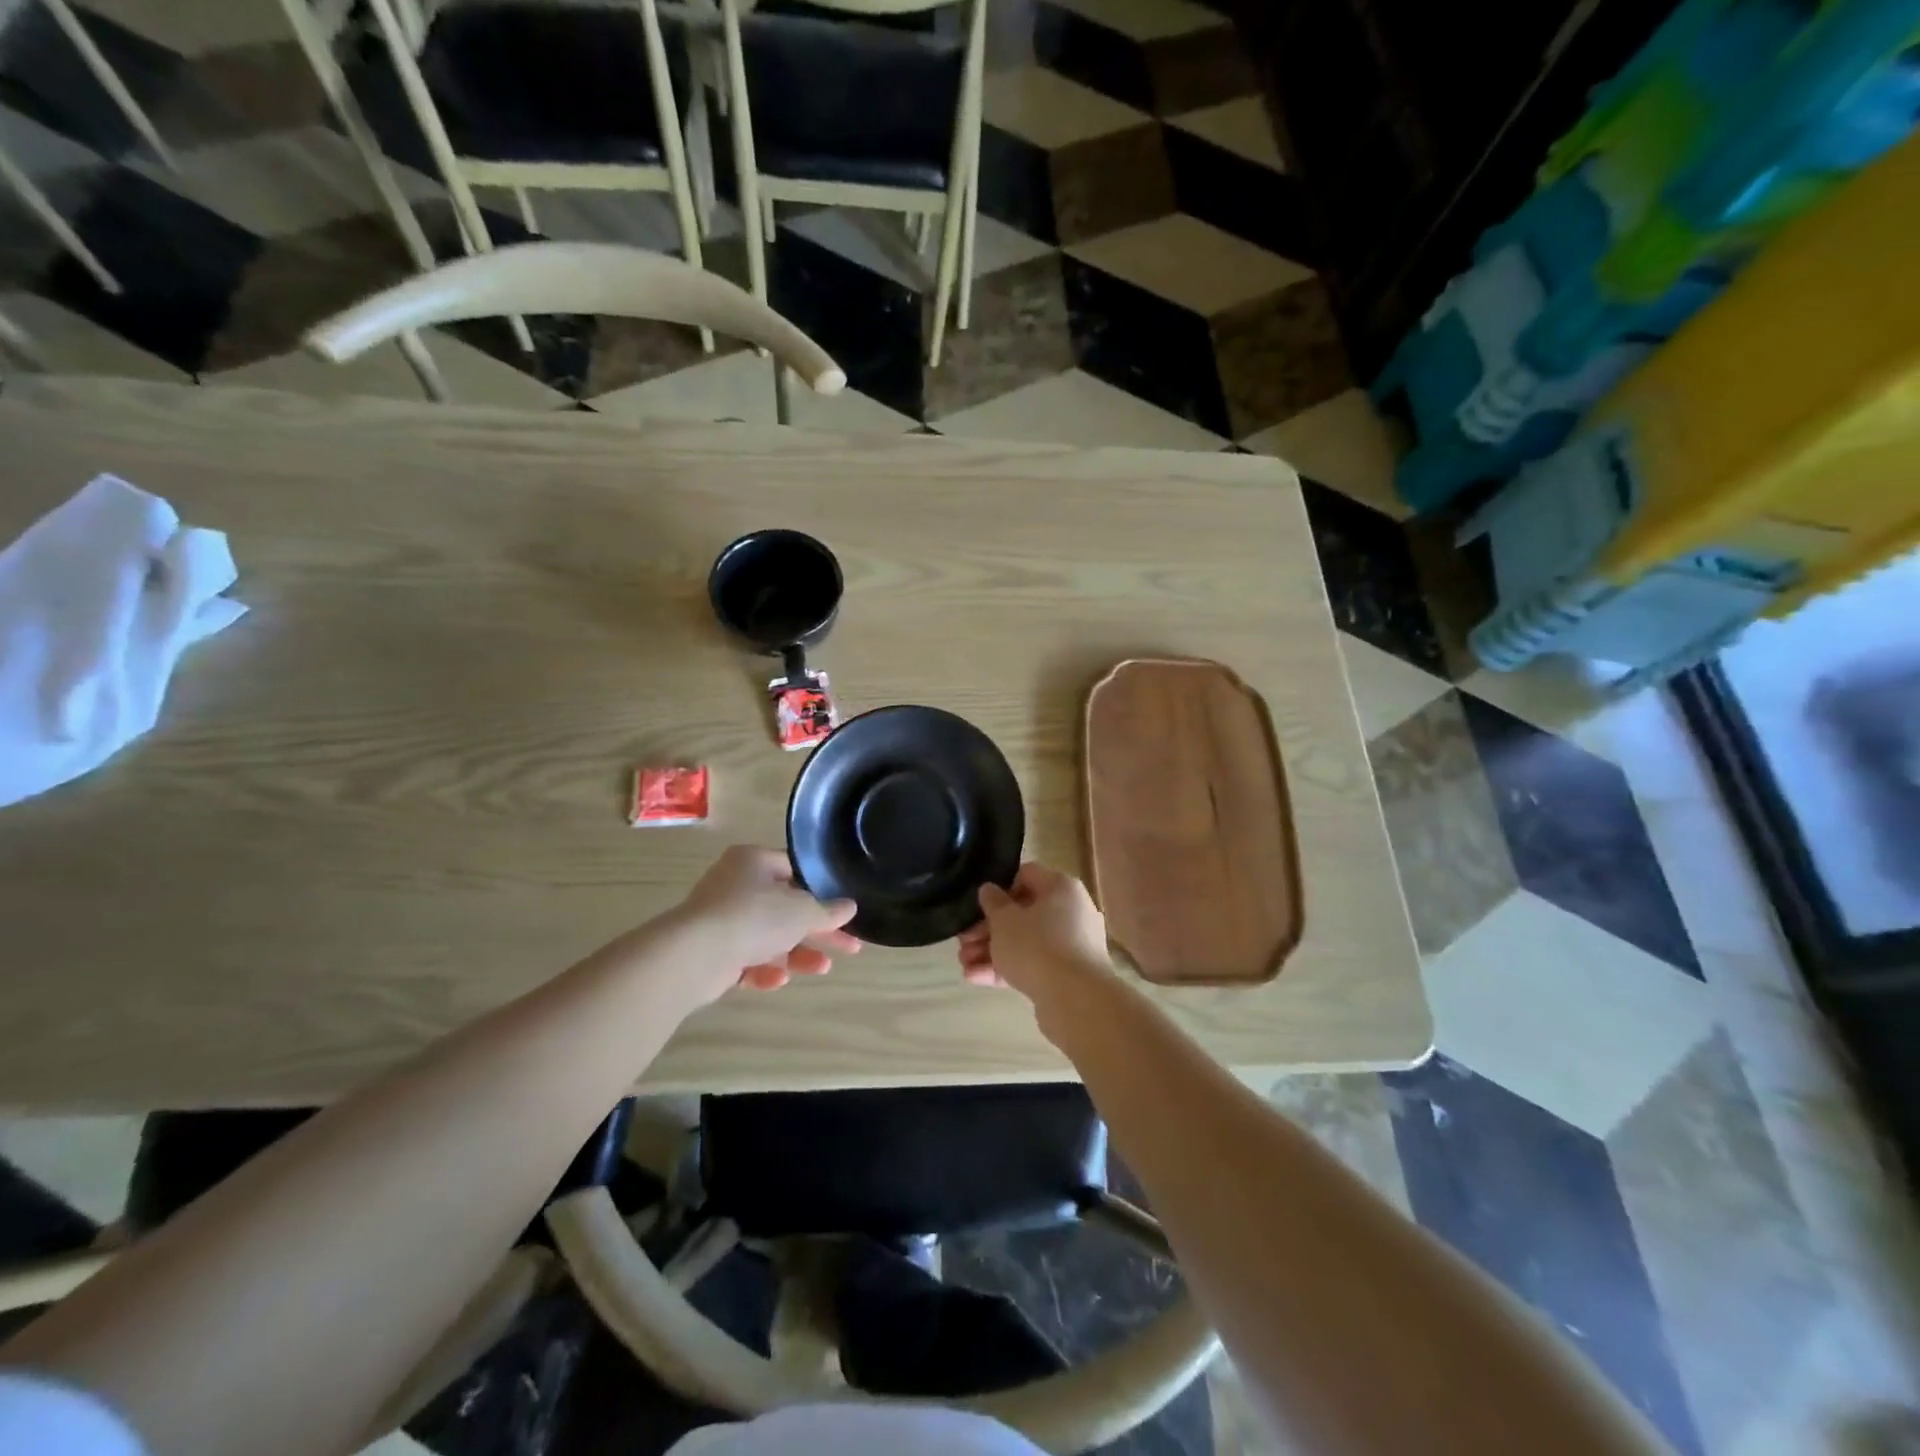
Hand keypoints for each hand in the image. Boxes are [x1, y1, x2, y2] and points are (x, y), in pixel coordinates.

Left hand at [669, 846, 859, 1004]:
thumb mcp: (802, 911)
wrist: (694, 955)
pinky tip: (778, 980)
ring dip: (796, 953)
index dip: (822, 891)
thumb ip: (828, 911)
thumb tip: (849, 907)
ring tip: (821, 969)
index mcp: (754, 861)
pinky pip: (746, 958)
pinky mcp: (711, 951)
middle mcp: (735, 885)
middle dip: (817, 931)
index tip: (843, 910)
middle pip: (786, 907)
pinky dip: (764, 968)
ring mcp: (721, 918)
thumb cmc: (753, 918)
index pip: (795, 870)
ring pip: (768, 936)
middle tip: (849, 948)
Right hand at [956, 863, 1109, 997]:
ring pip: (1026, 942)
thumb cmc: (1036, 946)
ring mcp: (1072, 944)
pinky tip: (976, 979)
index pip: (1026, 875)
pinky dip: (1008, 969)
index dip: (999, 888)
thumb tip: (990, 890)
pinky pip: (1035, 964)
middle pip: (1023, 913)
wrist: (1075, 1000)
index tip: (978, 905)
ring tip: (964, 964)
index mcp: (1061, 887)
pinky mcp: (1068, 974)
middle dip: (988, 928)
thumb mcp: (1004, 920)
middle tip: (963, 941)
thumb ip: (993, 902)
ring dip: (992, 951)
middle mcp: (1072, 911)